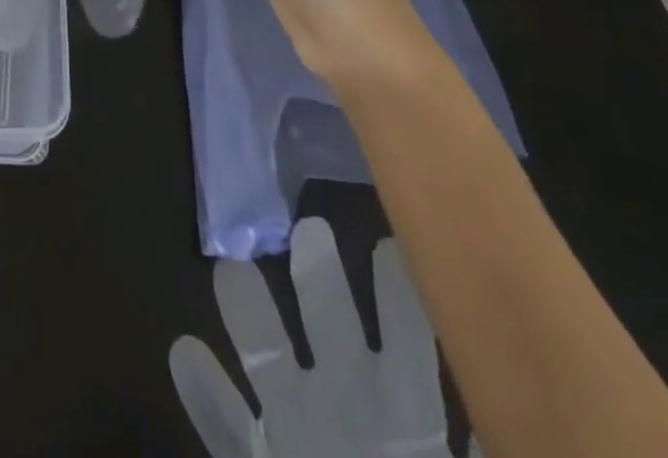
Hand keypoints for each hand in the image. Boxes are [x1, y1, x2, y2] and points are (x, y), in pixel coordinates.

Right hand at [169, 218, 465, 457]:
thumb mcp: (447, 452)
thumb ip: (482, 449)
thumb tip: (459, 409)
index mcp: (406, 417)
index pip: (405, 346)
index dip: (395, 301)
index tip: (384, 248)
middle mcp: (349, 407)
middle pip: (332, 330)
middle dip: (322, 283)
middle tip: (311, 232)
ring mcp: (297, 426)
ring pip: (271, 360)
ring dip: (253, 318)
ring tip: (234, 272)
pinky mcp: (258, 452)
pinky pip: (223, 425)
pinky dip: (204, 395)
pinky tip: (185, 355)